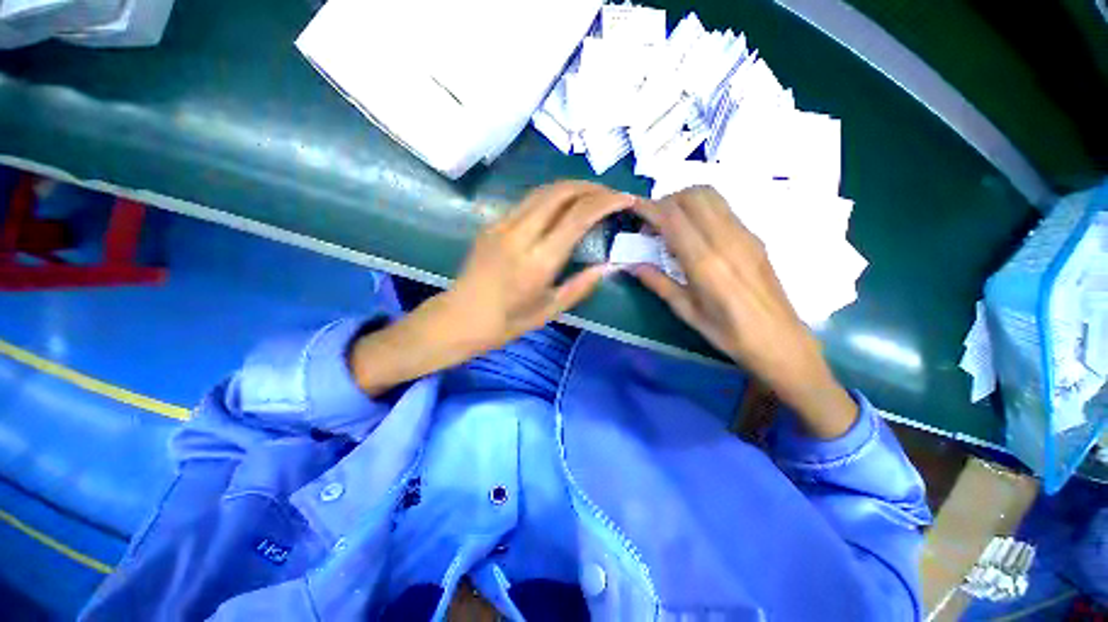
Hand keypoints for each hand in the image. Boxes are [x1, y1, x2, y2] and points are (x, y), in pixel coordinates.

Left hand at [444, 181, 630, 353]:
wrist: (460, 318)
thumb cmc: (507, 322)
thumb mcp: (550, 311)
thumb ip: (581, 286)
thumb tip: (608, 266)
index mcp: (539, 261)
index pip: (578, 217)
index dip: (605, 202)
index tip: (625, 198)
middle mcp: (521, 235)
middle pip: (560, 192)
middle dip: (591, 186)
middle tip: (610, 193)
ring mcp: (502, 225)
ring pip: (542, 191)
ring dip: (571, 187)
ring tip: (591, 194)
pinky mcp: (492, 224)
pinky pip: (527, 201)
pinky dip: (551, 196)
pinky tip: (561, 205)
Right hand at [631, 186, 856, 437]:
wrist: (781, 340)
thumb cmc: (728, 334)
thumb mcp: (687, 312)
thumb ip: (658, 283)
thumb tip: (631, 265)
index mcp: (705, 263)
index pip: (673, 218)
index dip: (649, 208)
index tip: (632, 208)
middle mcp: (726, 240)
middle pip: (693, 196)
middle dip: (666, 200)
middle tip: (651, 223)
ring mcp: (745, 235)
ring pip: (711, 196)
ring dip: (684, 200)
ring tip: (671, 224)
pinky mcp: (754, 237)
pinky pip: (723, 208)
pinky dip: (701, 208)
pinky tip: (694, 232)